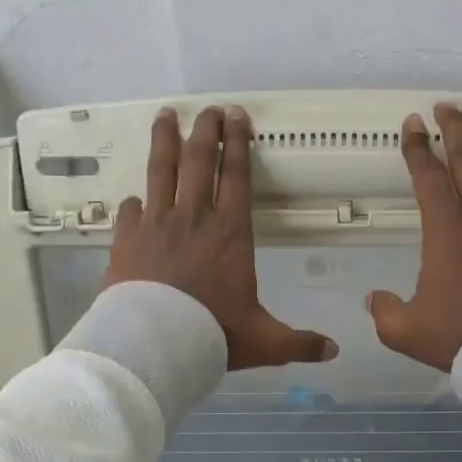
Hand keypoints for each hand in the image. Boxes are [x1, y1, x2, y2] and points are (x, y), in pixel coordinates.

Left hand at [107, 105, 337, 369]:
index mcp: (231, 233)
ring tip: (165, 115)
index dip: (238, 144)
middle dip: (206, 131)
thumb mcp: (265, 342)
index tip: (237, 117)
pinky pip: (129, 211)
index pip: (237, 177)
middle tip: (208, 109)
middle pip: (199, 161)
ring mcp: (156, 225)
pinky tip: (133, 198)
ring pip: (161, 171)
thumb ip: (299, 343)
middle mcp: (194, 218)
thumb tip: (334, 351)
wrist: (156, 344)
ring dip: (165, 141)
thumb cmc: (215, 335)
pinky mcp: (127, 240)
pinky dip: (133, 202)